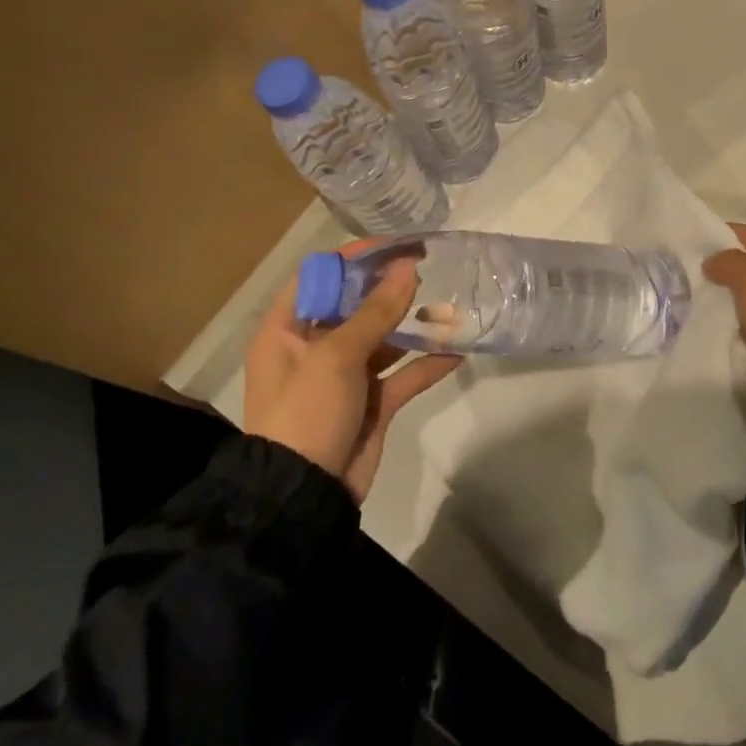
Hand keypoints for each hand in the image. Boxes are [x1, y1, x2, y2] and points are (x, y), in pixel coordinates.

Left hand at [243, 249, 459, 501]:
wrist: (302, 500)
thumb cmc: (306, 414)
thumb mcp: (336, 356)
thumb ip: (376, 311)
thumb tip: (407, 266)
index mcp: (288, 331)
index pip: (320, 277)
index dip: (355, 258)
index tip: (396, 245)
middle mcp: (314, 348)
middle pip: (356, 305)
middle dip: (392, 288)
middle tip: (431, 267)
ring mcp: (344, 377)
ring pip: (384, 339)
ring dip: (415, 325)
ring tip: (451, 307)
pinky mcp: (371, 404)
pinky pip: (402, 375)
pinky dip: (427, 364)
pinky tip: (457, 352)